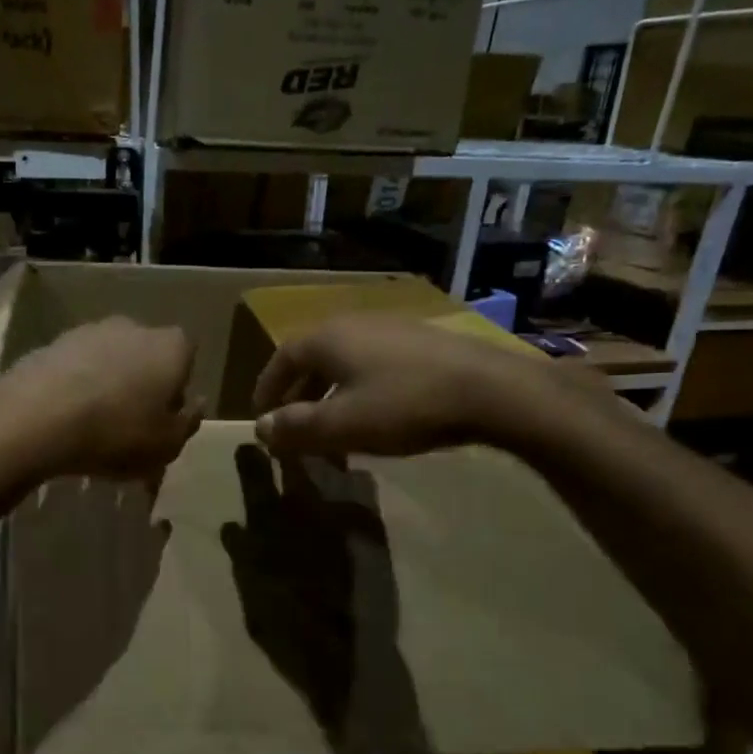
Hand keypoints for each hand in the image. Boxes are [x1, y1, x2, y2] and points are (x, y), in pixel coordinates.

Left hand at [0, 318, 200, 478]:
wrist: (38, 418)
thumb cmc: (117, 433)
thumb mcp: (167, 445)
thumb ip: (188, 423)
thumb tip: (195, 404)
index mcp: (171, 347)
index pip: (187, 355)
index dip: (178, 385)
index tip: (165, 416)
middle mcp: (134, 327)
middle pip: (146, 354)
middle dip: (142, 382)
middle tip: (131, 422)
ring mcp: (89, 331)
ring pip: (109, 359)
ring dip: (107, 383)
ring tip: (93, 423)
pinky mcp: (52, 343)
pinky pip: (75, 367)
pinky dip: (75, 386)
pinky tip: (65, 417)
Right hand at [252, 314, 594, 457]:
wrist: (491, 390)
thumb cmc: (404, 405)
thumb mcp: (341, 425)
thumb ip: (295, 428)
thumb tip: (261, 428)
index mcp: (327, 338)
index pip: (281, 359)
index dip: (266, 389)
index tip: (261, 416)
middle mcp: (355, 324)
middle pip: (312, 359)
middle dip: (298, 395)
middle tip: (293, 427)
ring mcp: (392, 329)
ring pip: (344, 363)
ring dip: (330, 395)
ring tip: (333, 428)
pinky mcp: (422, 342)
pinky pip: (373, 364)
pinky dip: (360, 389)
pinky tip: (375, 414)